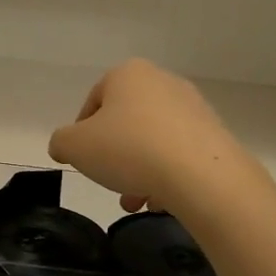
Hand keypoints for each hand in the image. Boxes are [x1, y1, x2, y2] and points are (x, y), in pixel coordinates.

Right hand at [48, 59, 259, 213]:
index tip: (83, 160)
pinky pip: (180, 153)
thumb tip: (64, 145)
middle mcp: (162, 81)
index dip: (82, 133)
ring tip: (135, 202)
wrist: (201, 173)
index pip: (94, 101)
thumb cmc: (129, 149)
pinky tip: (161, 201)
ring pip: (153, 141)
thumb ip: (61, 142)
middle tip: (109, 183)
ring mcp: (192, 107)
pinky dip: (167, 175)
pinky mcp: (214, 133)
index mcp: (127, 74)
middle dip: (114, 157)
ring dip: (139, 171)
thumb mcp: (76, 147)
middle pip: (126, 122)